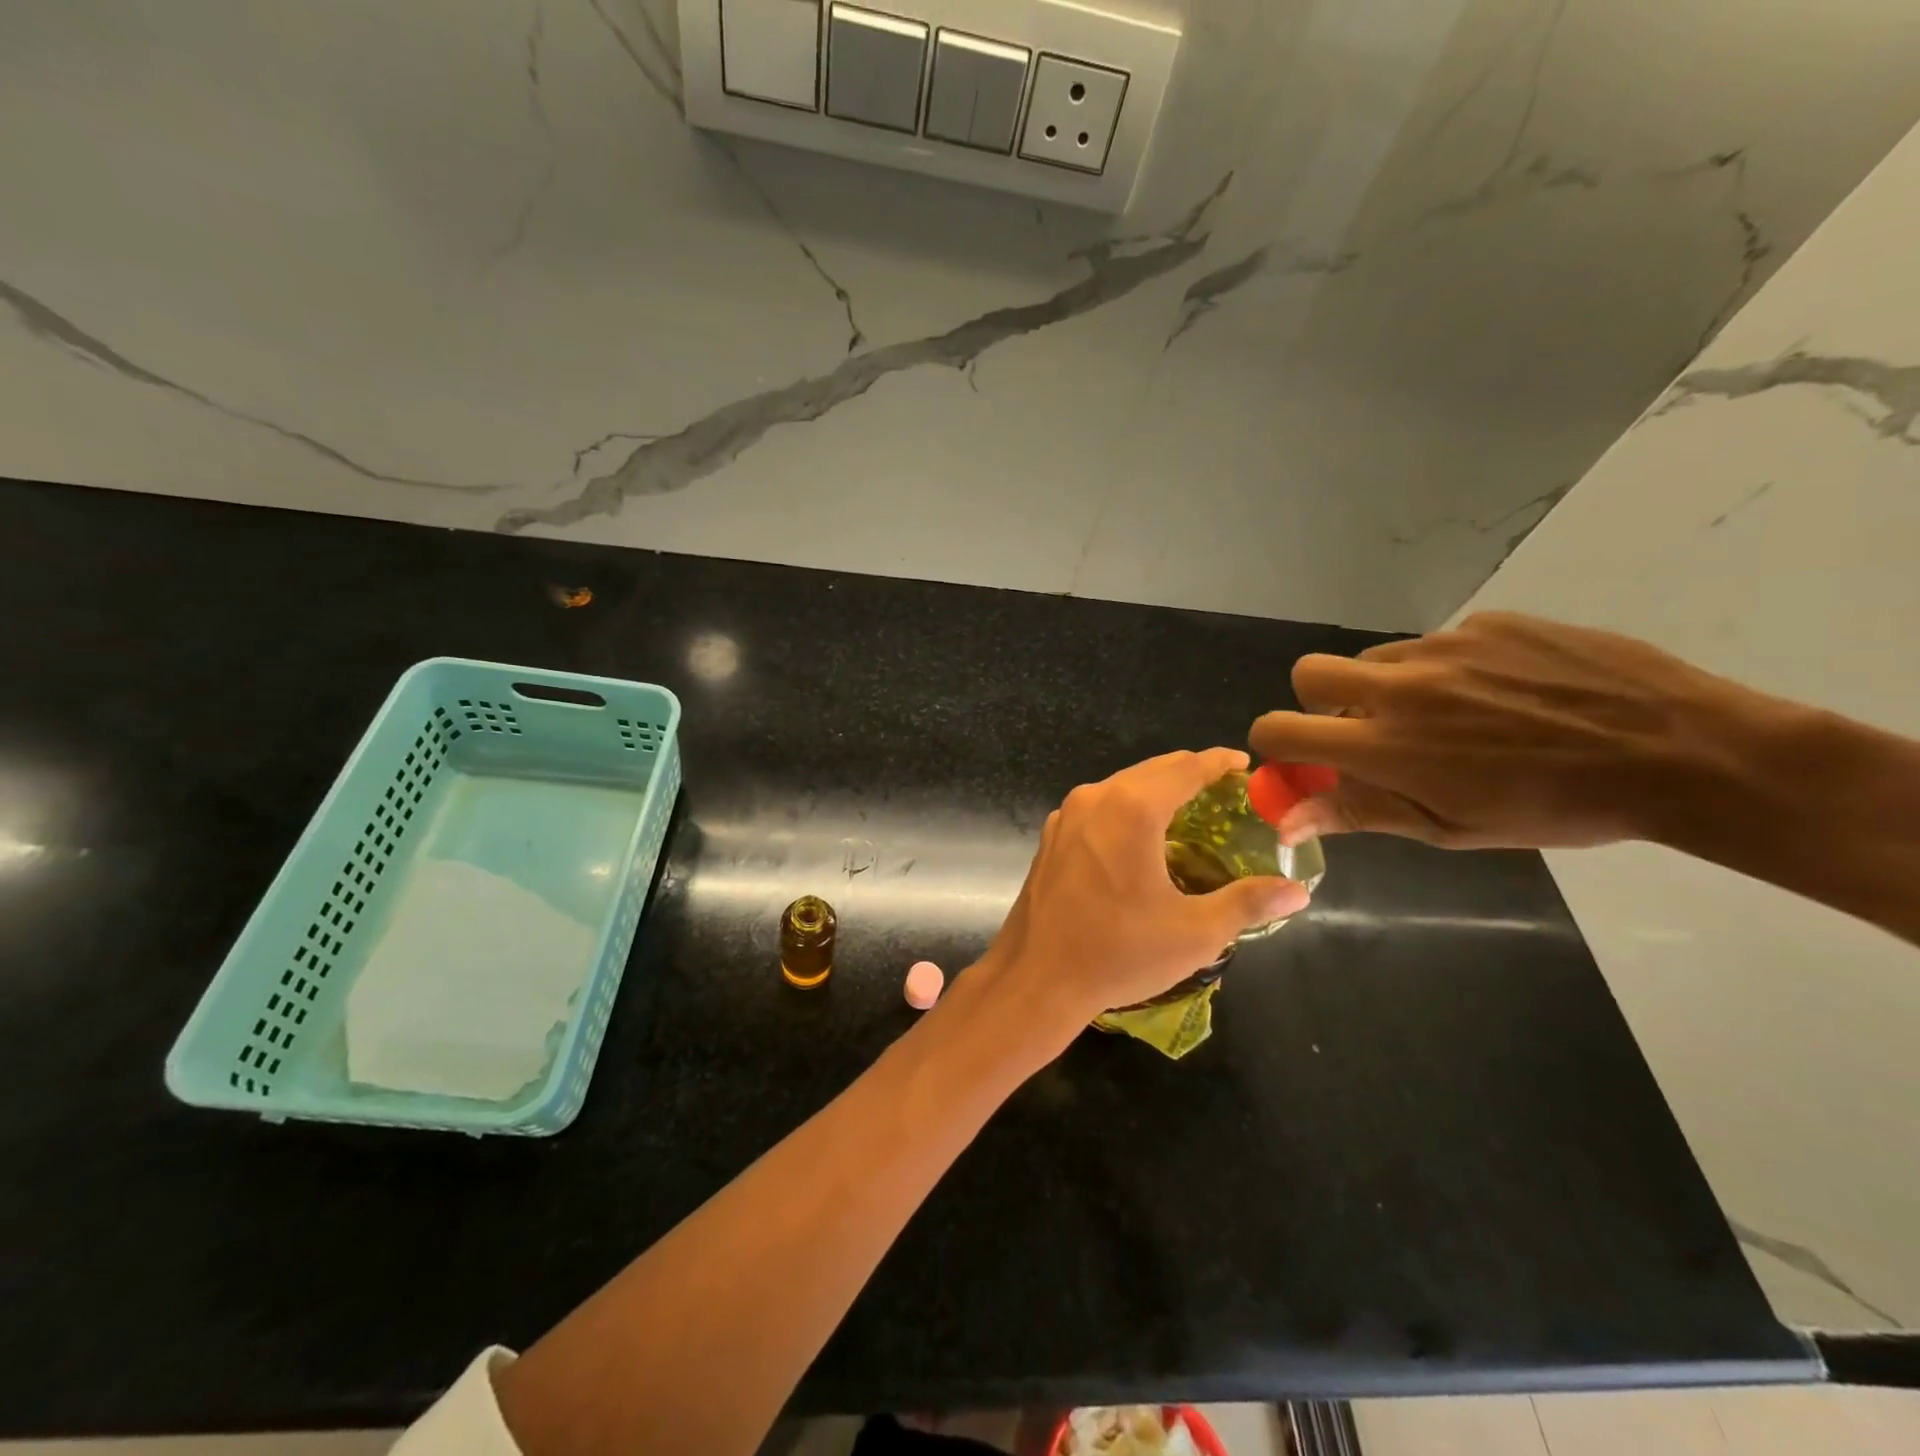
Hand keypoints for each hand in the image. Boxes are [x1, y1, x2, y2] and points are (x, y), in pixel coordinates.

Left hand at [980, 748, 1309, 1033]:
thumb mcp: (1194, 932)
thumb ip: (1248, 903)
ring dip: (1156, 790)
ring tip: (1189, 811)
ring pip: (1122, 786)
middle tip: (1225, 791)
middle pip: (1152, 770)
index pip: (1186, 768)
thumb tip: (1297, 891)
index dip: (1219, 763)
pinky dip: (1127, 808)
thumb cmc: (1118, 952)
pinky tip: (1142, 836)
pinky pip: (1099, 807)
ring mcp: (1067, 815)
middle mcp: (1096, 798)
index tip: (1244, 765)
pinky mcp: (1051, 836)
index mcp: (1132, 808)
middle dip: (1190, 773)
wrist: (1035, 978)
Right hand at [1249, 612, 1764, 849]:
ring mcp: (1444, 646)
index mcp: (1385, 746)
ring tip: (1454, 717)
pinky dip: (1448, 670)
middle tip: (1367, 729)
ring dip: (1389, 688)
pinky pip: (1437, 644)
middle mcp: (1400, 687)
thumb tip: (1284, 823)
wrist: (1682, 752)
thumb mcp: (1450, 827)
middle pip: (1309, 672)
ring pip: (1378, 659)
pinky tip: (1504, 695)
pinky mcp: (1488, 622)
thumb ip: (1359, 813)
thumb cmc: (1556, 808)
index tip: (1302, 761)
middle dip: (1318, 701)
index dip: (1274, 745)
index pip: (1280, 729)